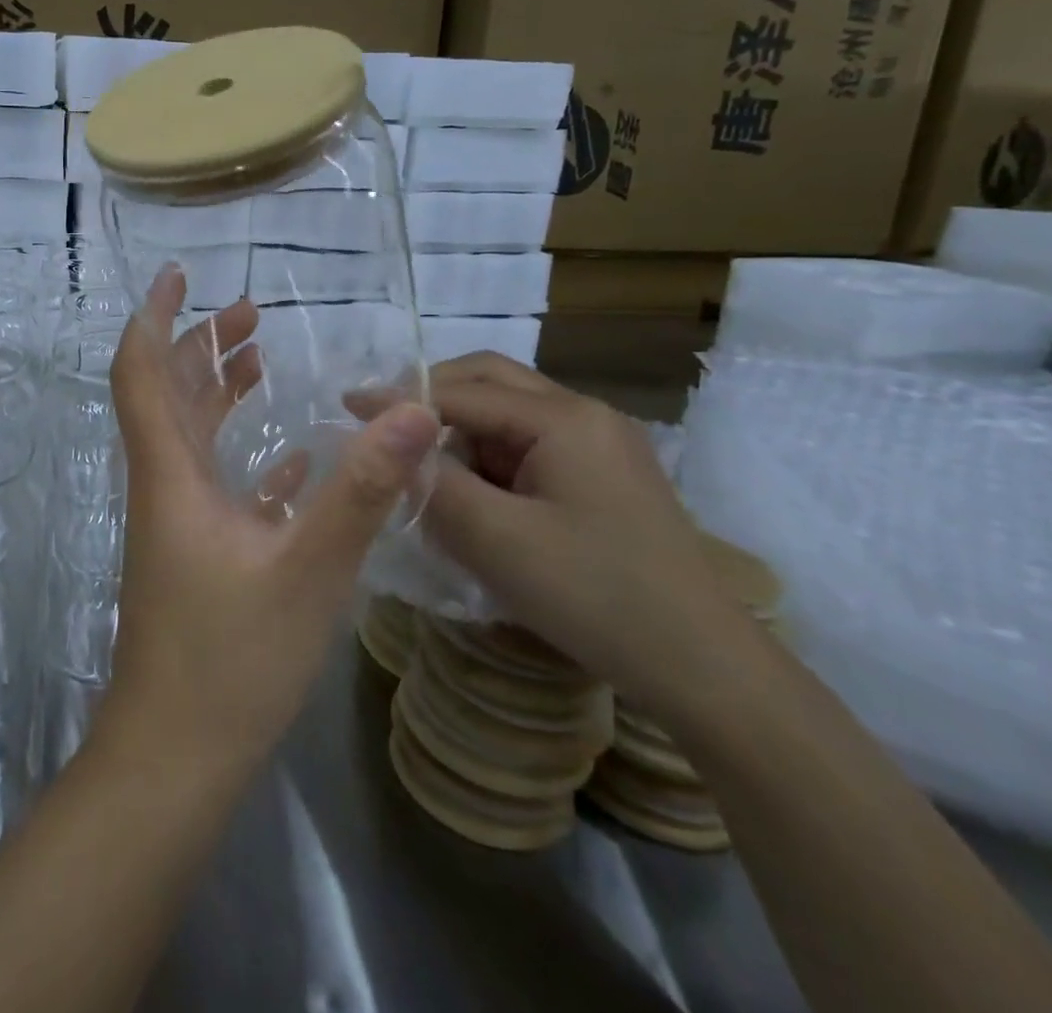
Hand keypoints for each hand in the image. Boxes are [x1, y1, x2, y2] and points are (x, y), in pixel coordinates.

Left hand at [94, 267, 441, 774]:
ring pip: (193, 437)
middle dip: (202, 345)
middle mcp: (166, 487)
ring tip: (262, 358)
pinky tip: (291, 458)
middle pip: (170, 395)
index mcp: (170, 474)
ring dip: (220, 392)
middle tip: (250, 313)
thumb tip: (414, 413)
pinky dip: (245, 456)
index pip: (142, 374)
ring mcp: (179, 523)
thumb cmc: (231, 659)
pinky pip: (219, 485)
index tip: (179, 276)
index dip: (154, 319)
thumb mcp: (309, 570)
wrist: (177, 753)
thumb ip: (361, 491)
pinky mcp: (198, 555)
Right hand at [419, 353, 760, 719]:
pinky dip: (488, 460)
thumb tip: (388, 447)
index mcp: (563, 418)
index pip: (461, 391)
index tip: (346, 408)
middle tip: (383, 426)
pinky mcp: (604, 476)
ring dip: (460, 432)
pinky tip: (471, 496)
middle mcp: (584, 415)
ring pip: (508, 414)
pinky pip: (529, 446)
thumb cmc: (594, 594)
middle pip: (490, 382)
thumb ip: (431, 483)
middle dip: (431, 398)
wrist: (705, 669)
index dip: (399, 399)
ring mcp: (600, 445)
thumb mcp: (494, 539)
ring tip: (424, 472)